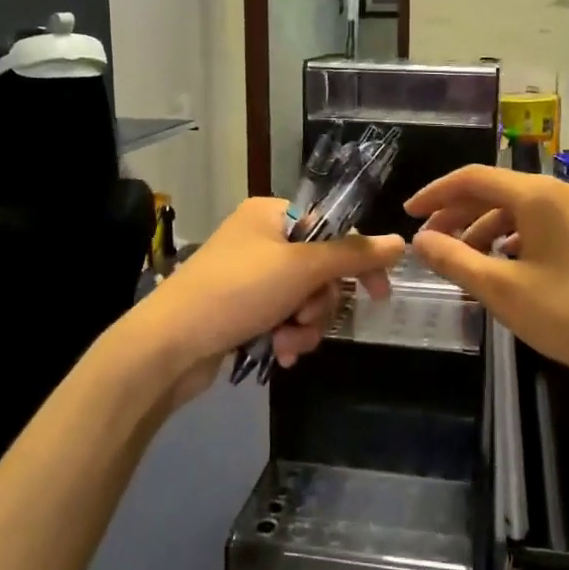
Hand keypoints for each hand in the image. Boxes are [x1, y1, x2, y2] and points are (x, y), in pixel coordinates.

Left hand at [136, 198, 404, 405]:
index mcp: (271, 215)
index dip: (358, 261)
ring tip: (287, 342)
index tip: (377, 294)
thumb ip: (352, 255)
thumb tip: (399, 242)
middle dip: (320, 303)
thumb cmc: (237, 292)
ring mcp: (250, 276)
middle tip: (305, 318)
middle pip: (320, 269)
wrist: (168, 346)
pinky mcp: (241, 309)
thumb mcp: (301, 268)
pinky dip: (287, 336)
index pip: (333, 228)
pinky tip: (280, 354)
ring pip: (304, 300)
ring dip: (304, 326)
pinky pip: (283, 318)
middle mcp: (261, 239)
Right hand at [405, 166, 568, 398]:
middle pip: (495, 191)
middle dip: (457, 214)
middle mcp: (559, 194)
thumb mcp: (502, 290)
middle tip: (428, 244)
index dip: (435, 194)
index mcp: (538, 195)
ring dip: (482, 230)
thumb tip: (420, 240)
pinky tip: (498, 267)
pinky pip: (536, 227)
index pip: (473, 178)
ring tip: (459, 261)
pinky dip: (508, 241)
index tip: (407, 215)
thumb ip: (456, 260)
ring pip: (516, 211)